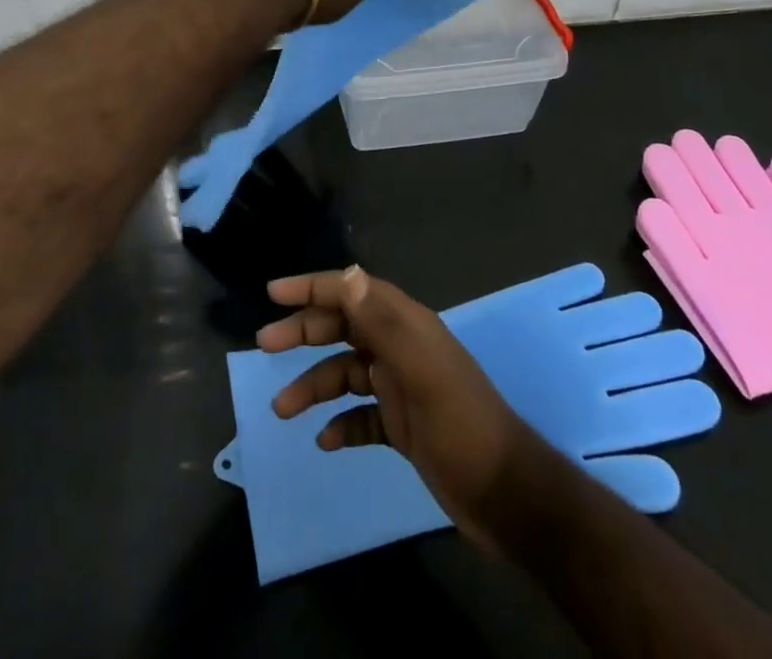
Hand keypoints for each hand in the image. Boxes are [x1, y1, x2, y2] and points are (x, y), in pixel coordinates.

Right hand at [259, 266, 533, 545]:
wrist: (506, 497)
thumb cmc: (461, 426)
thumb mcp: (422, 371)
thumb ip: (382, 322)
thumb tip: (347, 274)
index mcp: (407, 326)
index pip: (353, 291)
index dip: (314, 287)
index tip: (274, 292)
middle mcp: (401, 348)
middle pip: (343, 327)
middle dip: (304, 332)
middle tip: (265, 345)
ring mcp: (402, 387)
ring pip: (346, 374)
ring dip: (314, 385)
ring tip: (283, 409)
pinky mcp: (403, 425)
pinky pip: (361, 415)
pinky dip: (340, 423)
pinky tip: (325, 441)